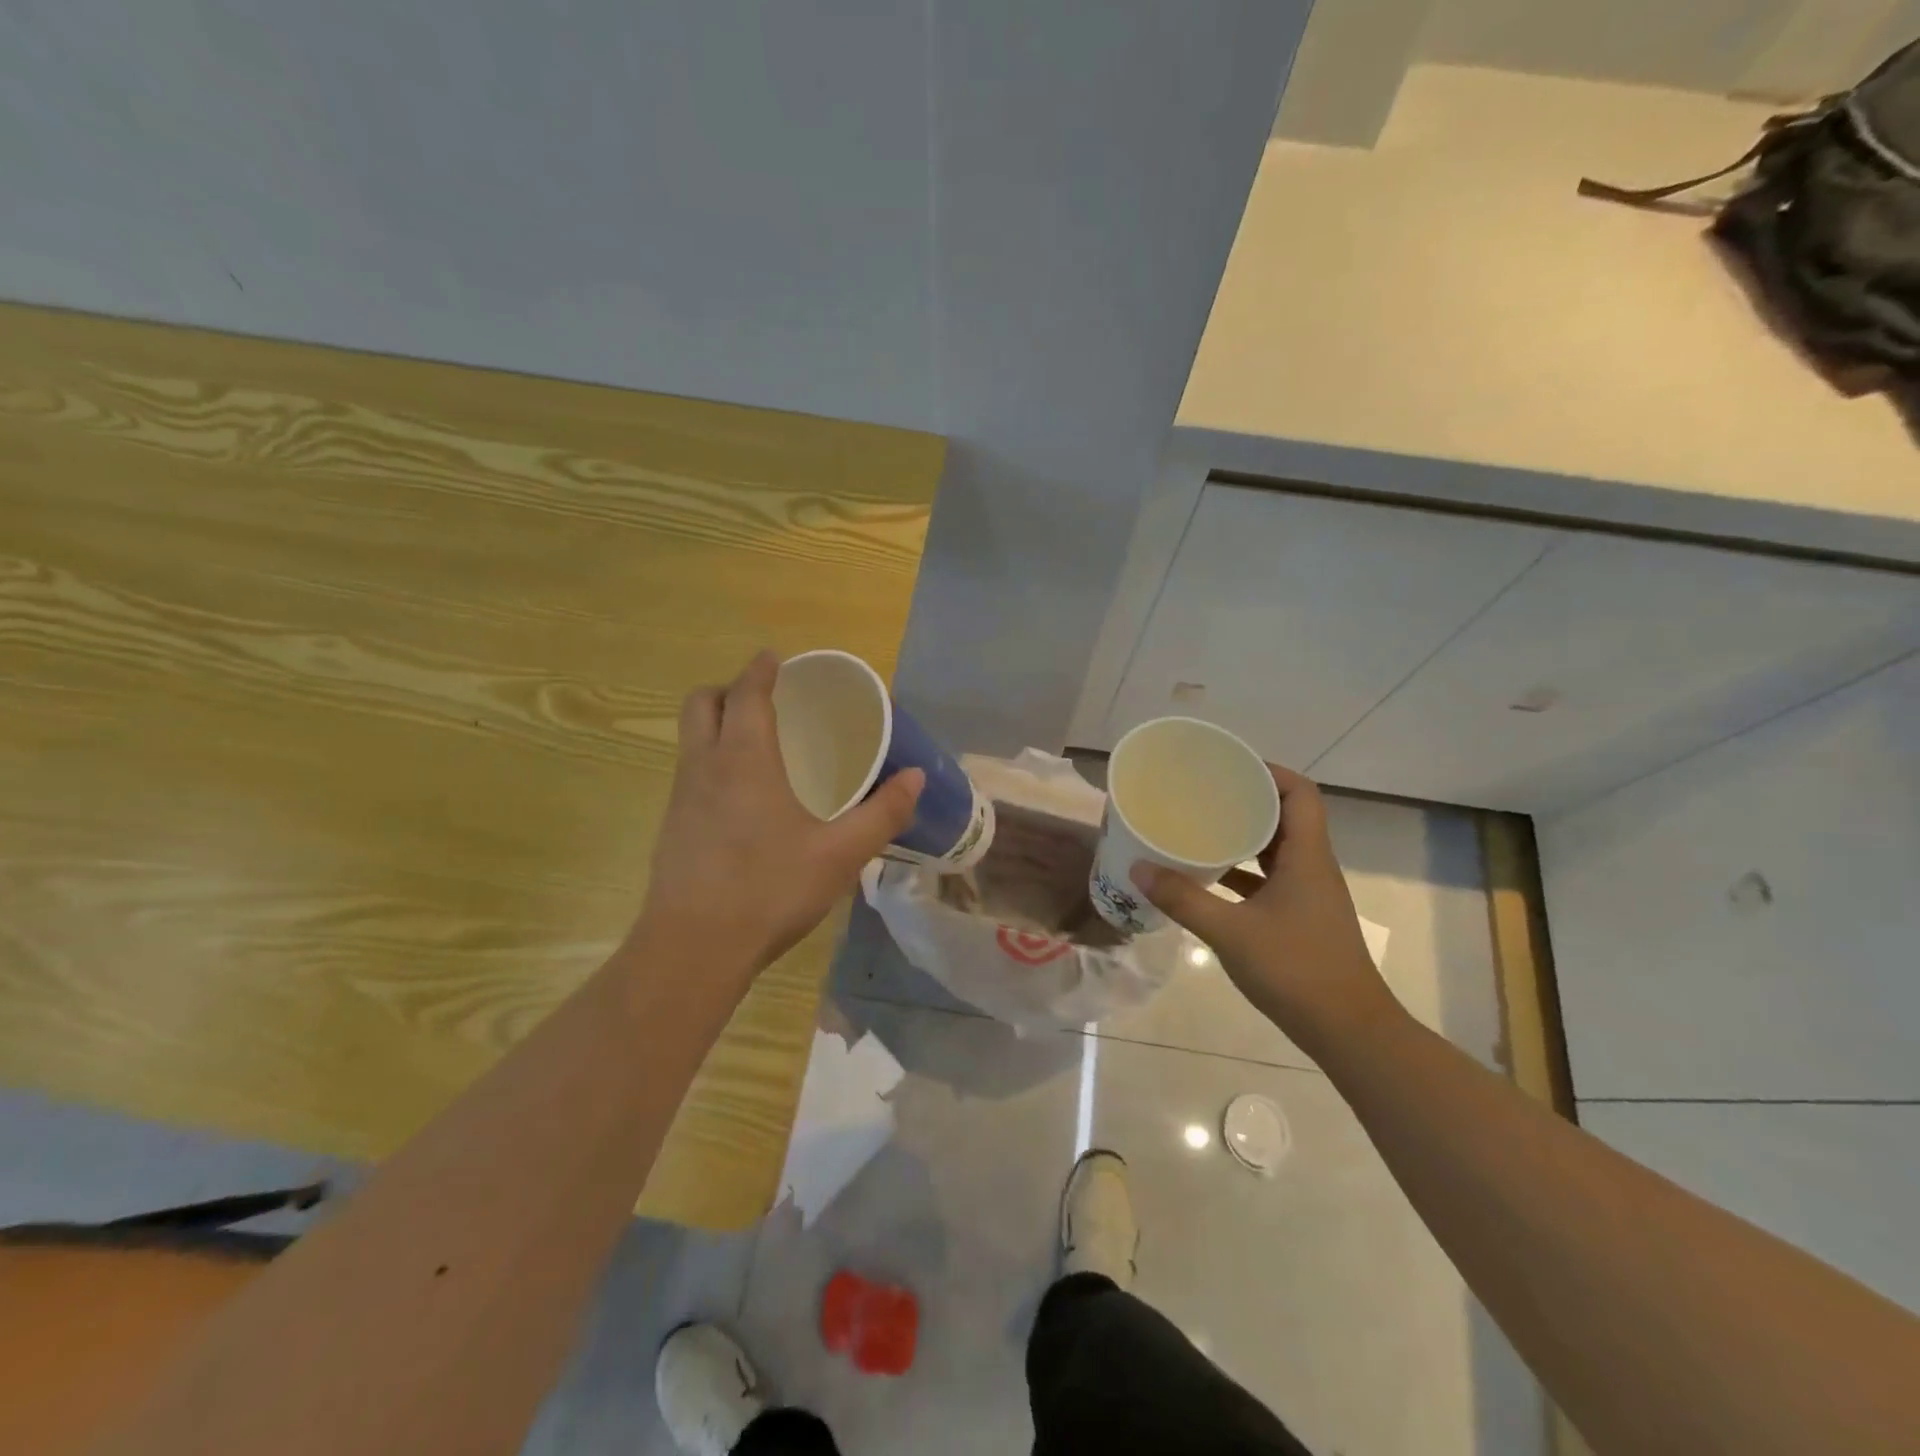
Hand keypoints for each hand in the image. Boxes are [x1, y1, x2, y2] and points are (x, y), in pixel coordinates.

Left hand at [637, 650, 923, 984]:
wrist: (694, 948)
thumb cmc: (770, 889)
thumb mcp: (840, 854)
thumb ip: (882, 814)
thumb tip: (916, 778)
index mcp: (744, 759)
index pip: (746, 692)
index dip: (760, 669)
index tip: (776, 658)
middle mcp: (704, 766)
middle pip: (702, 703)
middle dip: (730, 689)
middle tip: (766, 700)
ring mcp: (680, 797)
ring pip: (690, 737)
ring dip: (717, 724)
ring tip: (758, 743)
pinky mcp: (671, 827)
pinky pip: (689, 771)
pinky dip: (711, 760)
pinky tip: (741, 797)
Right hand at [1132, 763, 1396, 1058]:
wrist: (1349, 1031)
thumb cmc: (1297, 971)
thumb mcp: (1231, 933)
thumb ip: (1183, 899)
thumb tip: (1138, 868)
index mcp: (1306, 857)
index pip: (1300, 793)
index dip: (1269, 771)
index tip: (1228, 766)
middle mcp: (1311, 867)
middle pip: (1285, 815)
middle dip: (1246, 799)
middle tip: (1202, 792)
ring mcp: (1307, 894)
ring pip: (1275, 849)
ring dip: (1242, 835)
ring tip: (1199, 825)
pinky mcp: (1299, 917)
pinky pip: (1268, 879)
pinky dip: (1241, 871)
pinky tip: (1207, 876)